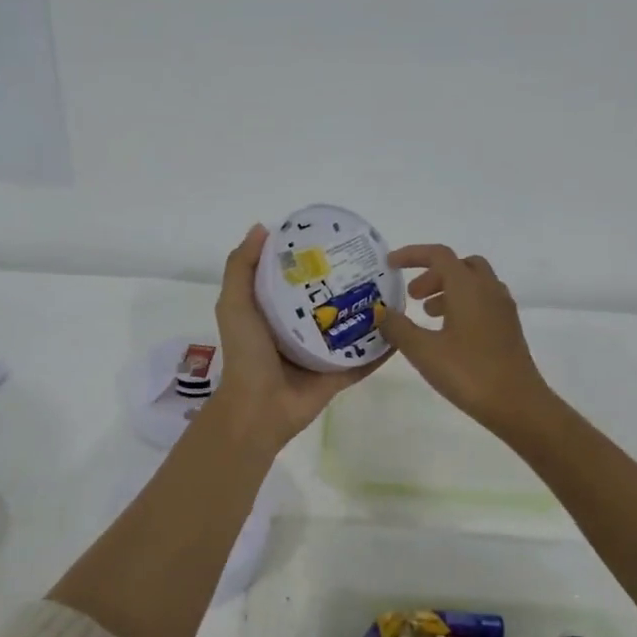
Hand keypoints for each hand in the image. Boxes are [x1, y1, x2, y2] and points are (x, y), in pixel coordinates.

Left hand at [210, 224, 383, 453]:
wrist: (258, 409)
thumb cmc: (246, 353)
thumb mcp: (234, 304)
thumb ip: (242, 268)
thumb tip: (262, 228)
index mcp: (275, 311)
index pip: (297, 278)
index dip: (312, 257)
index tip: (334, 237)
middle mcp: (300, 328)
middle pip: (329, 300)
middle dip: (347, 281)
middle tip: (374, 260)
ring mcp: (322, 353)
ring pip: (350, 326)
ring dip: (369, 311)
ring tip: (394, 288)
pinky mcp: (339, 374)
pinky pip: (365, 357)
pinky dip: (382, 346)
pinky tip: (402, 327)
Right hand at [376, 246, 553, 436]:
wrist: (517, 404)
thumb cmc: (468, 372)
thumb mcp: (423, 351)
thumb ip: (398, 327)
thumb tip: (380, 311)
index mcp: (468, 287)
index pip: (439, 255)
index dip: (412, 255)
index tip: (390, 265)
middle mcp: (488, 289)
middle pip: (460, 265)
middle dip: (432, 274)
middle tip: (412, 296)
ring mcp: (502, 309)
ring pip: (474, 283)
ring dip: (448, 290)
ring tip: (426, 316)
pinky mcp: (509, 328)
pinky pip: (483, 301)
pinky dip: (462, 304)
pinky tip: (448, 333)